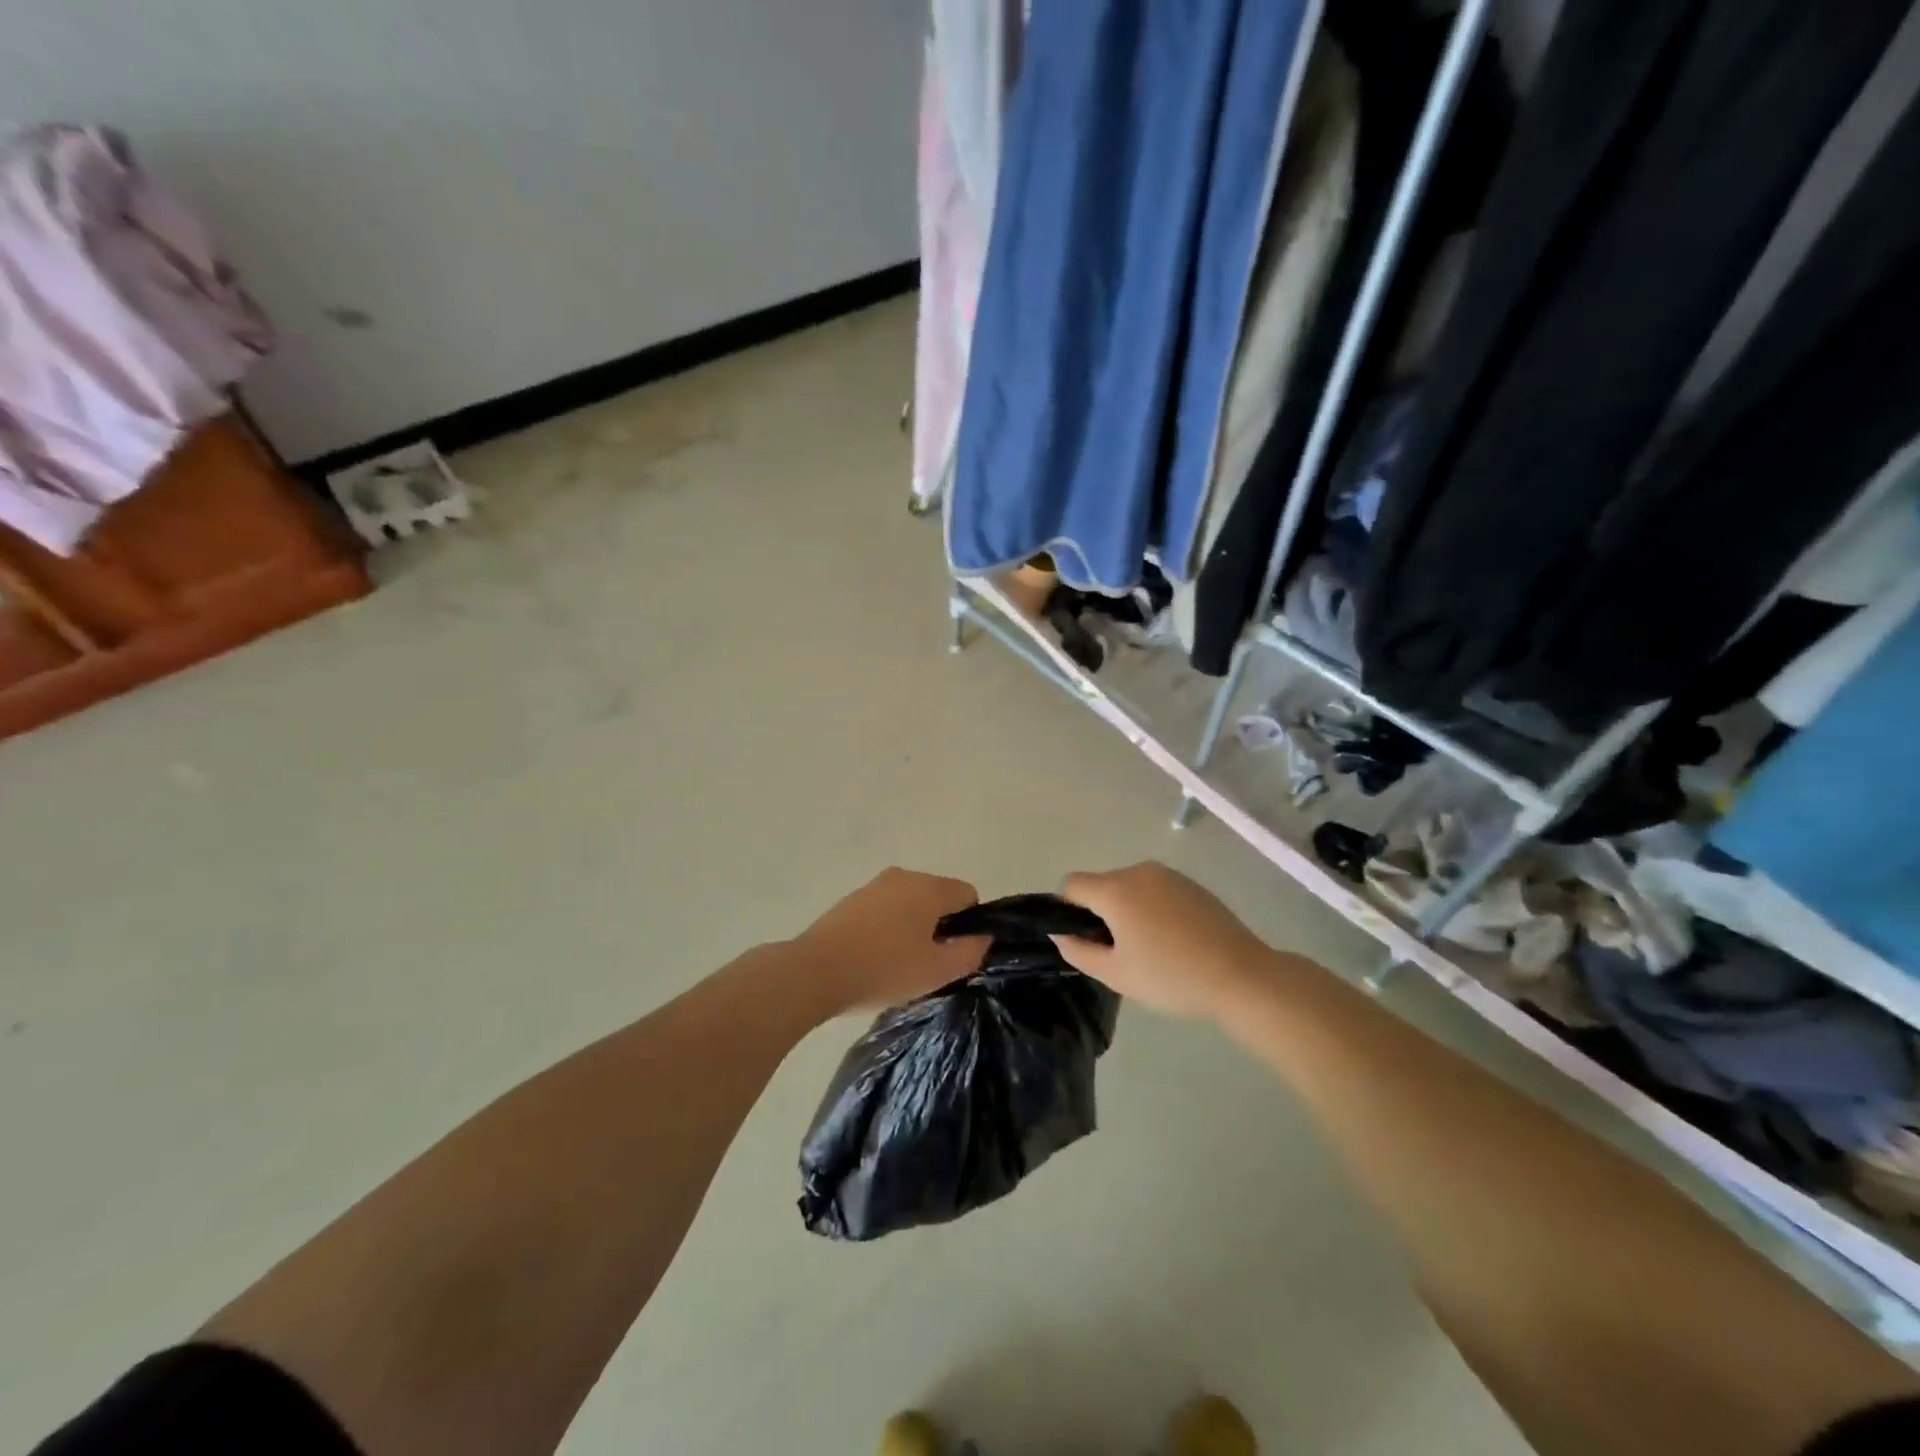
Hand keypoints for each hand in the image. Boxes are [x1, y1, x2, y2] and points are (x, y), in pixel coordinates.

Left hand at [793, 868, 988, 1014]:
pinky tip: (876, 957)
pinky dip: (889, 928)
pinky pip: (885, 909)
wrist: (815, 971)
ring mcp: (874, 885)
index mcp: (928, 887)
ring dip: (913, 927)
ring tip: (900, 964)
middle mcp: (903, 876)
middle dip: (940, 925)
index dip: (969, 924)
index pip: (968, 894)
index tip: (954, 953)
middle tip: (929, 963)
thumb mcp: (937, 971)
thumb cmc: (884, 969)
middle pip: (938, 896)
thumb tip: (982, 937)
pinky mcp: (851, 900)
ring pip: (910, 903)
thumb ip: (970, 952)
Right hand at [1053, 863, 1277, 1019]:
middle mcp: (1139, 872)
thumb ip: (1079, 951)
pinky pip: (1156, 890)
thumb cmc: (1171, 976)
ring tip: (1150, 948)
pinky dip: (1153, 909)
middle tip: (1120, 952)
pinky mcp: (1192, 884)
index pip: (1072, 885)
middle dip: (1101, 913)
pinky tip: (1174, 940)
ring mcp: (1169, 875)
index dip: (1069, 911)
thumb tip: (1061, 934)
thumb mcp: (1116, 974)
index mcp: (1116, 889)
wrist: (1241, 975)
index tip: (1086, 940)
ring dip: (1128, 910)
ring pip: (1130, 887)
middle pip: (1102, 885)